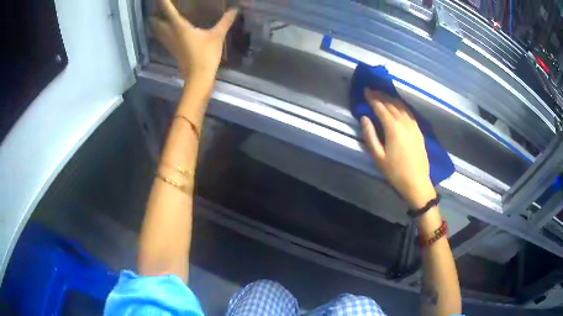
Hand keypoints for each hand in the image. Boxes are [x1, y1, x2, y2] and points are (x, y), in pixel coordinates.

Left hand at [151, 0, 236, 81]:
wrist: (198, 78)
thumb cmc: (206, 55)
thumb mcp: (217, 36)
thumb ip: (225, 21)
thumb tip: (235, 9)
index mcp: (179, 27)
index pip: (167, 10)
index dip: (163, 1)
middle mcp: (170, 33)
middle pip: (155, 21)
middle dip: (154, 12)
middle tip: (157, 6)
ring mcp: (169, 43)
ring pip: (156, 30)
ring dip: (155, 22)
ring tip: (156, 15)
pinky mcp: (172, 50)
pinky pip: (161, 36)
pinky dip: (160, 30)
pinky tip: (165, 29)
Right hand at [360, 88, 435, 208]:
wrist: (417, 182)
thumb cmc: (395, 172)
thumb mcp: (378, 157)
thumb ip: (370, 136)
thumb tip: (364, 118)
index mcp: (393, 128)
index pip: (381, 107)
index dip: (373, 98)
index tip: (366, 90)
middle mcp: (404, 122)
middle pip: (391, 104)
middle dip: (381, 95)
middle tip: (372, 89)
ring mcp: (413, 125)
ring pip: (401, 106)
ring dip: (391, 99)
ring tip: (383, 94)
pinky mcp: (418, 130)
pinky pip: (409, 112)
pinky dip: (401, 105)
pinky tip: (398, 105)